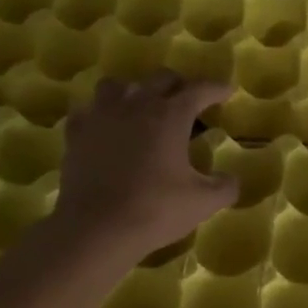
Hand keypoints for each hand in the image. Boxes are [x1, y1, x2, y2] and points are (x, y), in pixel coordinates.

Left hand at [56, 73, 237, 258]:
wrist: (97, 229)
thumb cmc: (155, 210)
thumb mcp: (203, 203)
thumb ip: (224, 187)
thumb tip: (231, 179)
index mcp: (170, 116)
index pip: (199, 90)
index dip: (216, 88)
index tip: (227, 90)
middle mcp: (136, 105)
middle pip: (160, 79)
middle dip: (179, 85)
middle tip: (189, 100)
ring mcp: (101, 116)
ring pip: (118, 85)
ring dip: (135, 91)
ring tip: (142, 107)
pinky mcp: (76, 134)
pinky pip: (88, 110)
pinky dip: (100, 114)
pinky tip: (105, 127)